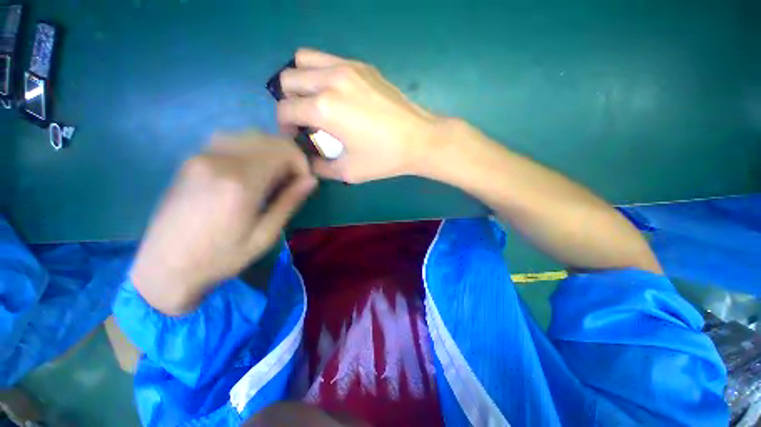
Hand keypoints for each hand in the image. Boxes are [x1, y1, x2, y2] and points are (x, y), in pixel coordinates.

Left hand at [131, 133, 316, 314]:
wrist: (164, 267)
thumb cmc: (220, 258)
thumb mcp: (265, 235)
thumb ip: (289, 202)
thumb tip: (311, 180)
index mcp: (240, 182)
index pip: (283, 151)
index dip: (301, 164)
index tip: (303, 183)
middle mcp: (219, 160)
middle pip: (268, 139)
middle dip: (289, 156)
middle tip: (292, 181)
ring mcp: (201, 156)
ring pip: (249, 136)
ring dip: (271, 151)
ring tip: (274, 176)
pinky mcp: (191, 160)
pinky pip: (230, 141)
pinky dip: (251, 150)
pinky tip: (251, 172)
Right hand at [276, 48, 439, 182]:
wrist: (419, 140)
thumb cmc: (384, 158)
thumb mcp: (348, 171)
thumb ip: (320, 167)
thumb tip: (307, 162)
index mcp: (324, 108)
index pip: (285, 109)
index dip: (283, 126)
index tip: (295, 137)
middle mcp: (330, 80)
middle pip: (288, 79)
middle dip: (289, 101)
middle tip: (305, 120)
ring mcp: (348, 67)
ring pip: (304, 60)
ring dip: (303, 82)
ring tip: (317, 103)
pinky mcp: (363, 66)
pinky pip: (329, 60)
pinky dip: (322, 74)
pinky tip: (338, 95)